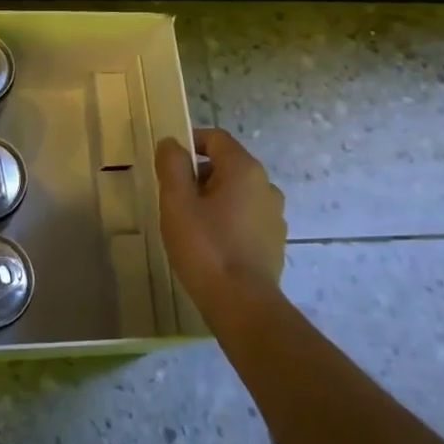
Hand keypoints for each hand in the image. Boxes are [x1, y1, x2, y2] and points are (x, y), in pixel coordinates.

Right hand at [155, 129, 286, 311]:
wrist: (242, 304)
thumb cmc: (205, 247)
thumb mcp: (177, 202)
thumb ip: (172, 165)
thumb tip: (171, 143)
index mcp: (245, 170)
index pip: (216, 139)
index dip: (190, 143)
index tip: (168, 163)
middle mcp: (267, 186)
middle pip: (227, 165)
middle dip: (199, 175)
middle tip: (174, 199)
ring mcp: (275, 215)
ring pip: (237, 193)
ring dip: (213, 200)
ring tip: (190, 224)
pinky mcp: (275, 241)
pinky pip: (247, 218)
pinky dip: (228, 221)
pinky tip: (211, 245)